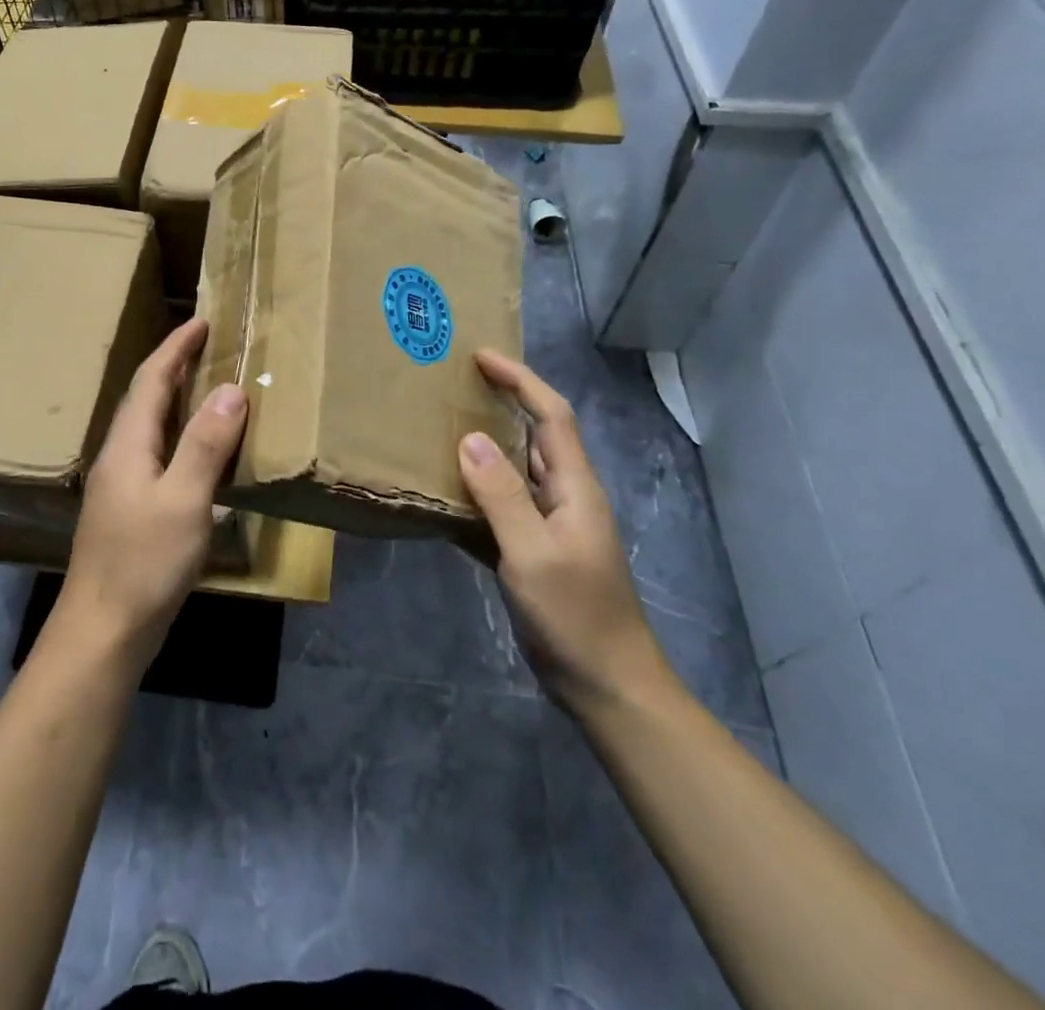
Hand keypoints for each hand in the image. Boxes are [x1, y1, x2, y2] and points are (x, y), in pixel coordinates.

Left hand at [59, 318, 246, 669]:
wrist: (103, 631)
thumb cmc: (144, 562)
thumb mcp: (184, 500)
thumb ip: (205, 444)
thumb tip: (230, 389)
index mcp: (128, 445)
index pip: (151, 380)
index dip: (175, 348)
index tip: (201, 321)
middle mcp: (119, 457)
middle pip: (147, 399)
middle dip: (175, 367)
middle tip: (210, 347)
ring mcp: (121, 486)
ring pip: (151, 428)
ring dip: (178, 401)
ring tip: (211, 388)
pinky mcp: (130, 511)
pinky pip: (158, 455)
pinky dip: (182, 437)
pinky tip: (201, 452)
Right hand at [458, 350, 670, 717]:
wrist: (606, 686)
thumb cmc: (576, 616)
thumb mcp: (533, 554)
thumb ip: (502, 496)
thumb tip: (470, 439)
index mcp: (575, 487)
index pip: (552, 415)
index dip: (520, 380)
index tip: (481, 357)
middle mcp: (564, 497)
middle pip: (534, 436)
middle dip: (501, 404)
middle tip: (452, 387)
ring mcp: (549, 527)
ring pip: (514, 473)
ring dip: (483, 449)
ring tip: (437, 431)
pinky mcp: (533, 553)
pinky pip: (499, 510)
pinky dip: (473, 496)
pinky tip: (440, 497)